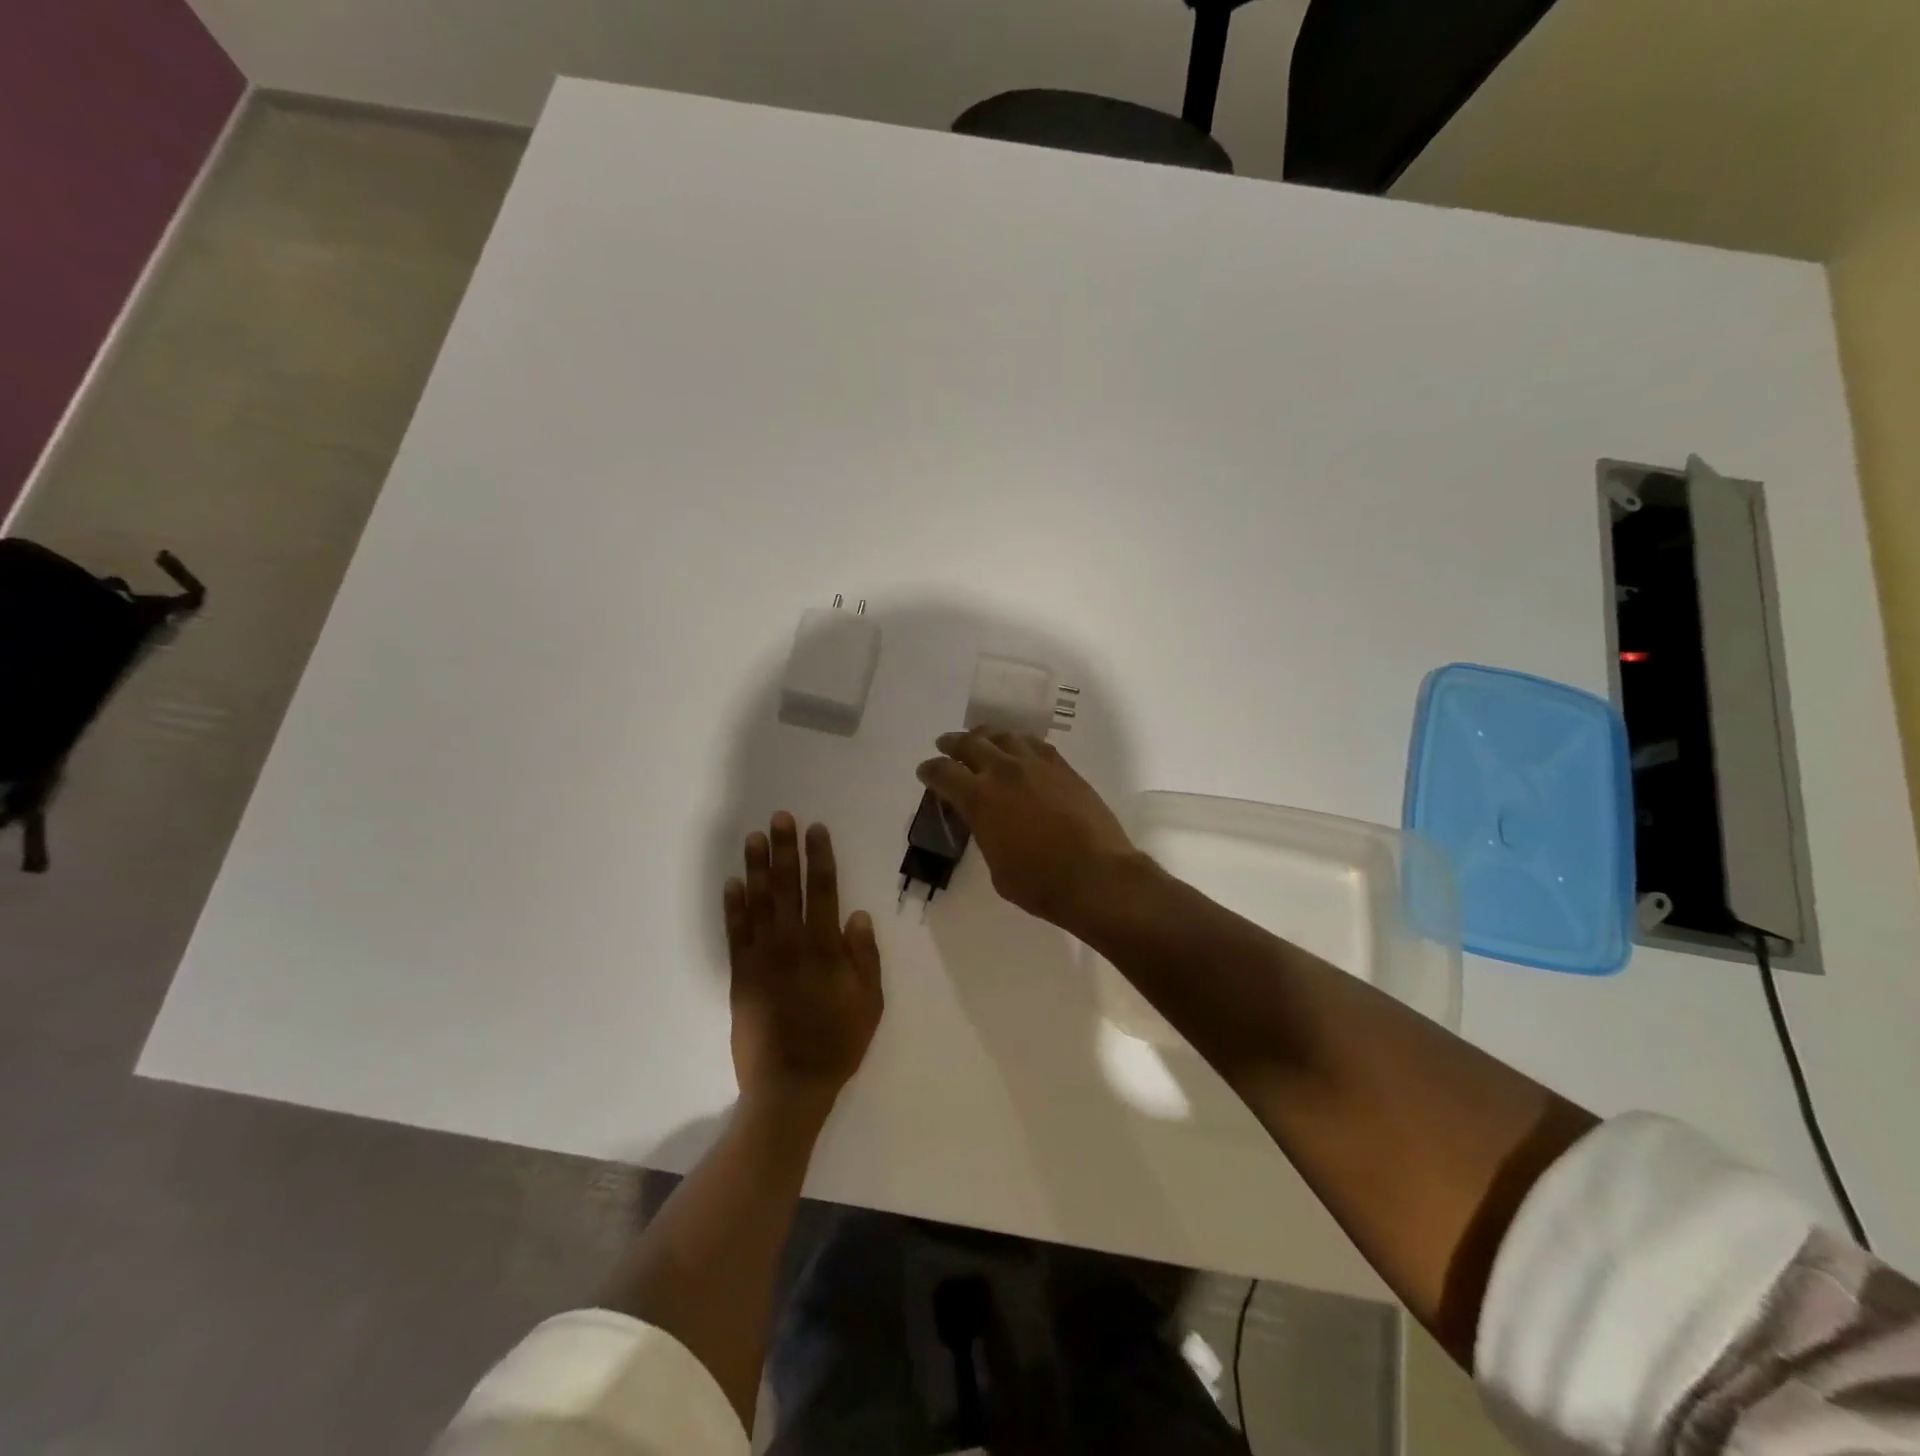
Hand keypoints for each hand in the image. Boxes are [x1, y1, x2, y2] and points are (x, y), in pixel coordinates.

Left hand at [724, 814, 883, 1113]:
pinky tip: (732, 883)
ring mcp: (762, 958)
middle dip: (785, 850)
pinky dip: (733, 906)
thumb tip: (857, 914)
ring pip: (759, 902)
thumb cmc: (837, 1042)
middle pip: (788, 887)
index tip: (816, 829)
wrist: (789, 1085)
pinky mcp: (741, 975)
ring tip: (753, 838)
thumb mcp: (869, 1002)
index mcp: (825, 948)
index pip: (824, 890)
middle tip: (780, 818)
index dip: (820, 857)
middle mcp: (791, 944)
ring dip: (757, 867)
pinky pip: (735, 933)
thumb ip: (864, 957)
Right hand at [916, 730, 1141, 929]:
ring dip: (987, 737)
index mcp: (979, 798)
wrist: (1096, 875)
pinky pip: (1035, 744)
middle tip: (946, 745)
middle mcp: (1004, 772)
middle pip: (971, 743)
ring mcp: (1036, 765)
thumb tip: (986, 821)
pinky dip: (1019, 743)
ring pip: (1004, 736)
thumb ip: (984, 833)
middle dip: (953, 743)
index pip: (943, 773)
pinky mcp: (1063, 767)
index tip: (925, 771)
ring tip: (982, 741)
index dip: (930, 770)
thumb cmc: (1040, 883)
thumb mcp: (996, 865)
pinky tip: (1019, 750)